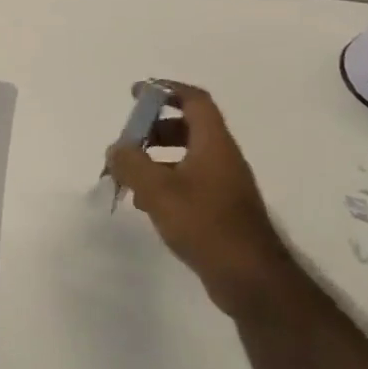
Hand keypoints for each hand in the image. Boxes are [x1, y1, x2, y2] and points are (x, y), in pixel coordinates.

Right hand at [106, 83, 302, 321]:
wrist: (251, 279)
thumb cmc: (205, 224)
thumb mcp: (158, 190)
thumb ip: (131, 163)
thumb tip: (116, 149)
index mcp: (214, 144)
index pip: (194, 100)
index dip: (166, 90)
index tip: (137, 93)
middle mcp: (222, 158)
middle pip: (188, 127)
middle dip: (154, 128)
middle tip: (127, 141)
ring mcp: (224, 184)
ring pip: (186, 156)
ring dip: (156, 158)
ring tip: (129, 175)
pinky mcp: (220, 209)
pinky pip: (189, 181)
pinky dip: (165, 181)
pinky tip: (145, 203)